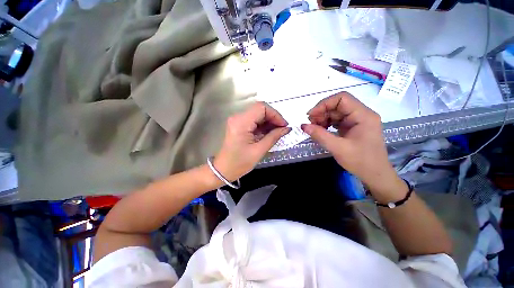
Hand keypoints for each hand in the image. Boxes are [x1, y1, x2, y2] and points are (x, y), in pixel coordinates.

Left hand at [214, 102, 290, 181]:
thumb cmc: (240, 163)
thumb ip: (274, 137)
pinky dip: (263, 125)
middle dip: (273, 118)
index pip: (261, 108)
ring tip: (277, 132)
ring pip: (258, 114)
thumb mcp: (259, 150)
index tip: (284, 125)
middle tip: (282, 129)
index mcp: (241, 122)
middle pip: (260, 109)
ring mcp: (237, 120)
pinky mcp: (238, 125)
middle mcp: (238, 117)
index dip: (275, 114)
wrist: (224, 169)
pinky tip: (269, 133)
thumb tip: (287, 128)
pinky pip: (254, 120)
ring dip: (269, 122)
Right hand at [301, 92, 403, 195]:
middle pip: (338, 105)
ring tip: (314, 128)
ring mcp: (357, 120)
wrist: (375, 175)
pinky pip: (337, 120)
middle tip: (310, 124)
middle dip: (322, 112)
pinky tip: (321, 130)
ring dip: (323, 118)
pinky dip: (327, 123)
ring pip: (336, 112)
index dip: (324, 104)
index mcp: (363, 115)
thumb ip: (319, 135)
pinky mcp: (353, 127)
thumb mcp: (337, 148)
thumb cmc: (360, 161)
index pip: (342, 98)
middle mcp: (361, 114)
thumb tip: (303, 126)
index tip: (311, 115)